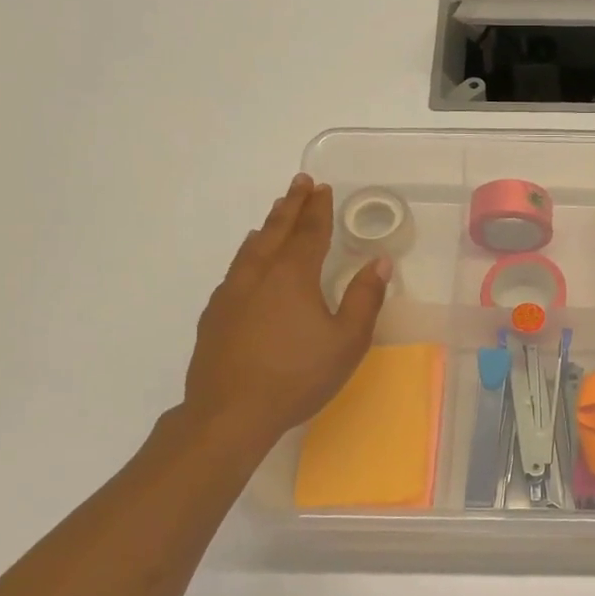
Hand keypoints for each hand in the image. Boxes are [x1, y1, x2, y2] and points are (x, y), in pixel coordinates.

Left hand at [181, 174, 388, 442]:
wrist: (230, 412)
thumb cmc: (298, 375)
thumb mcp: (347, 341)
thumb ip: (364, 298)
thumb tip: (379, 261)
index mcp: (293, 275)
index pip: (310, 231)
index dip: (318, 208)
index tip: (323, 187)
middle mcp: (259, 274)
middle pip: (276, 230)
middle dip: (291, 205)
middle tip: (299, 183)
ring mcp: (231, 294)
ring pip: (251, 248)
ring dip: (267, 227)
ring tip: (276, 214)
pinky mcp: (214, 315)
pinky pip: (235, 270)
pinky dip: (247, 255)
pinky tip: (248, 264)